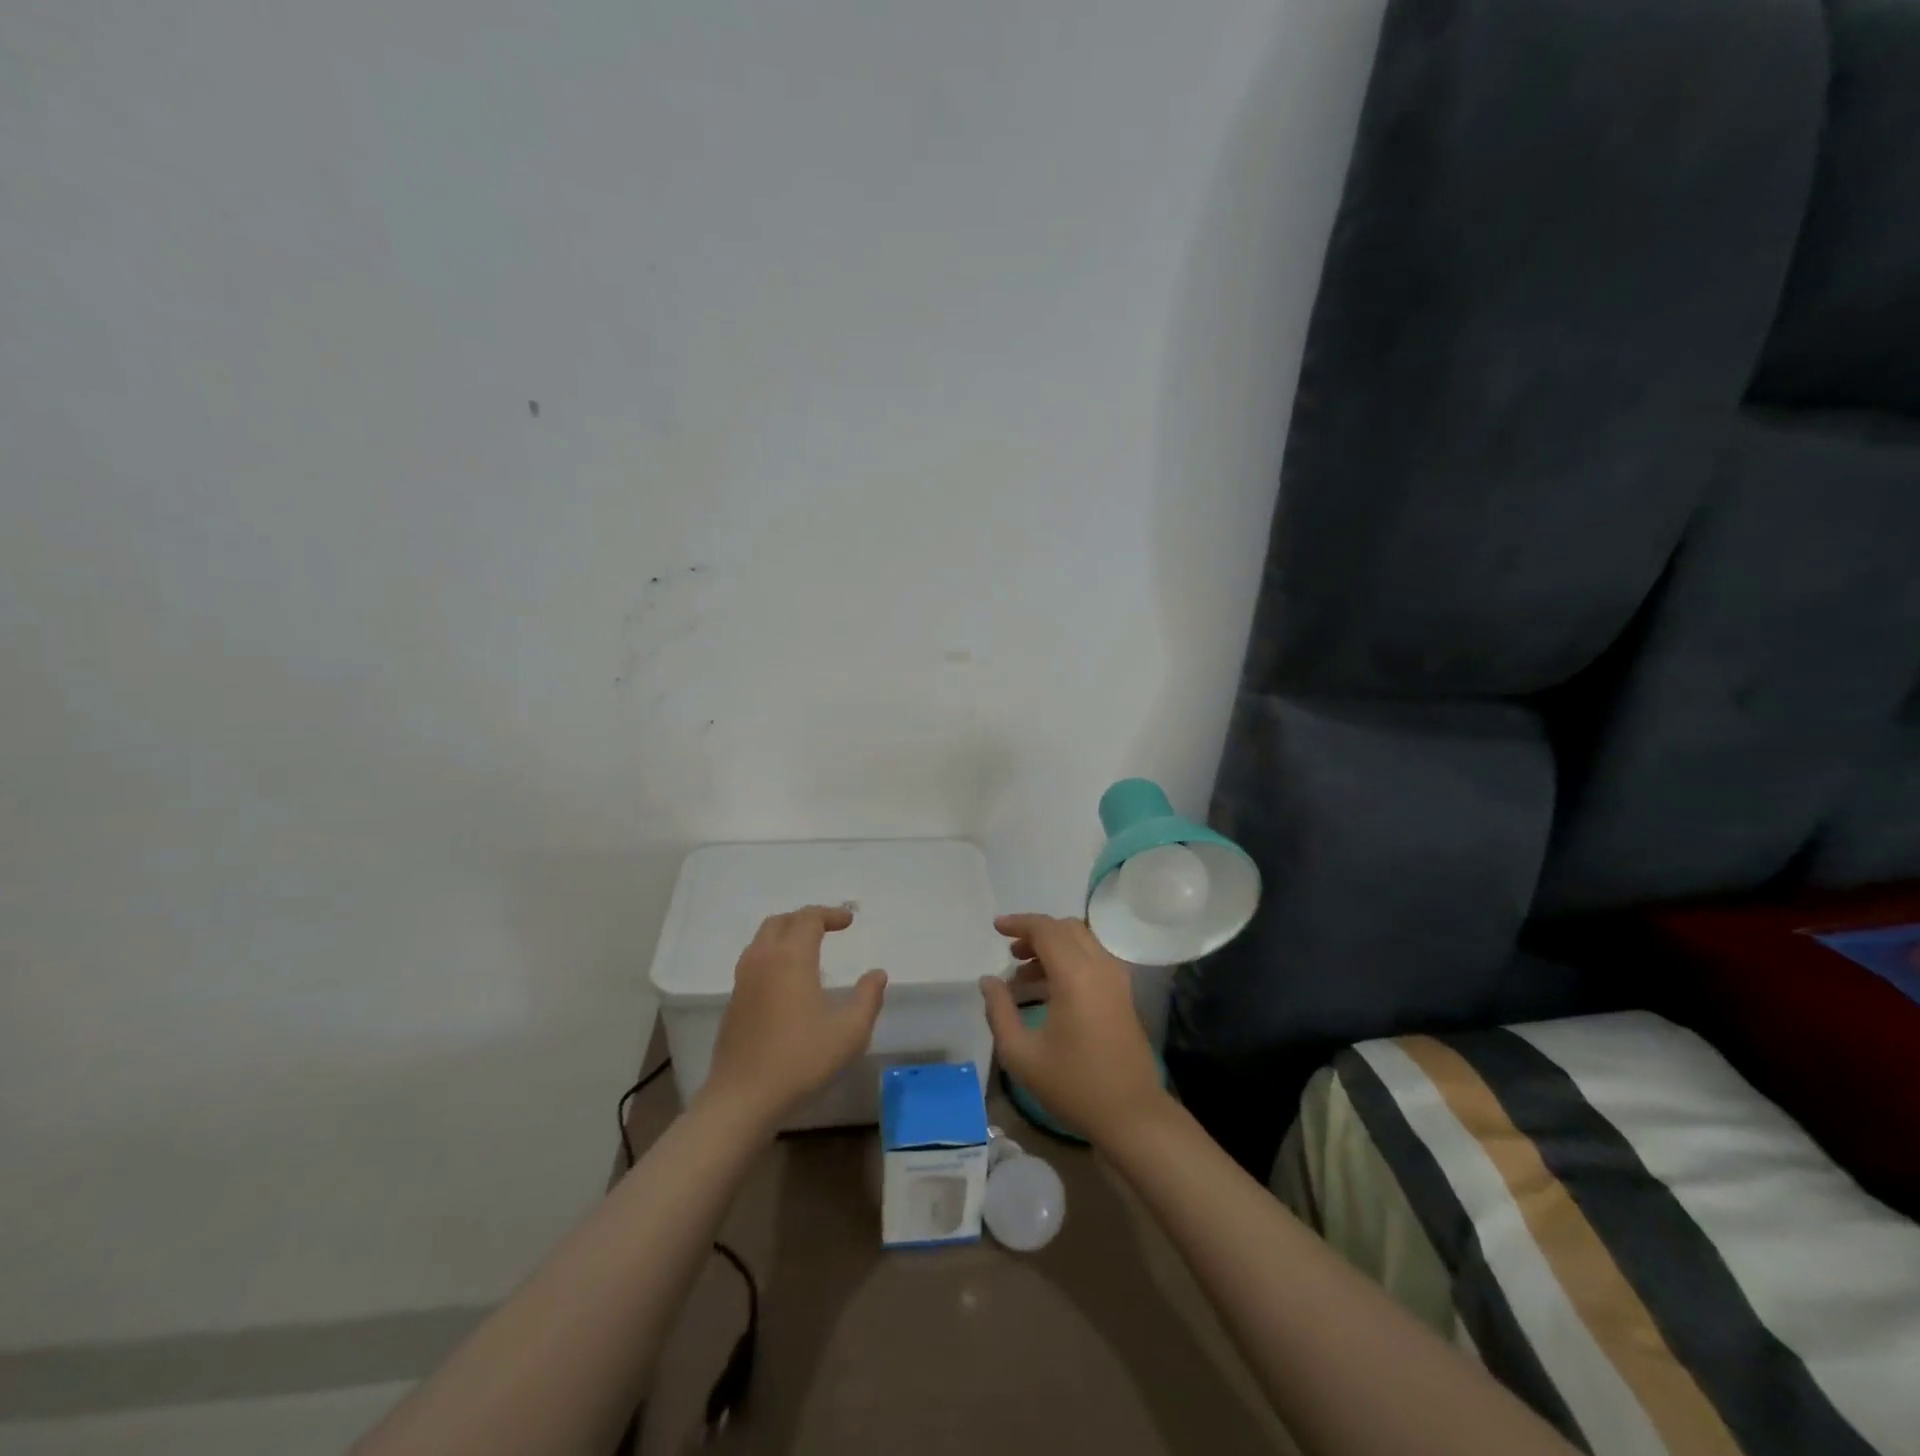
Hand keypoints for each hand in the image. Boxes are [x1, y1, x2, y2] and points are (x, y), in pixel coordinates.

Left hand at [703, 906, 886, 1124]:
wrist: (743, 1098)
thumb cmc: (801, 1060)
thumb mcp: (849, 1032)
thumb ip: (868, 998)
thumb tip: (877, 974)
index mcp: (791, 958)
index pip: (808, 918)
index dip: (830, 914)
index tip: (849, 921)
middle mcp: (763, 960)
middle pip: (780, 921)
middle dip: (806, 918)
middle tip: (829, 929)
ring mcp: (743, 980)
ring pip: (762, 939)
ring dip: (786, 933)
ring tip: (808, 948)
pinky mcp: (734, 1001)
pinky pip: (754, 960)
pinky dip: (773, 954)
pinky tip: (787, 979)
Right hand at [980, 913, 1167, 1144]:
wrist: (1131, 1114)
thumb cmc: (1073, 1084)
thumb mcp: (1021, 1054)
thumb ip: (999, 1010)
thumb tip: (989, 980)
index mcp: (1075, 975)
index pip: (1045, 929)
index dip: (1019, 923)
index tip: (996, 928)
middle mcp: (1100, 966)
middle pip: (1066, 928)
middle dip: (1035, 932)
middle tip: (1010, 952)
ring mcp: (1117, 979)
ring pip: (1082, 940)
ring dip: (1053, 945)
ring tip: (1024, 974)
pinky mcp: (1124, 993)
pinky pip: (1094, 958)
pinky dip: (1070, 959)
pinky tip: (1050, 988)